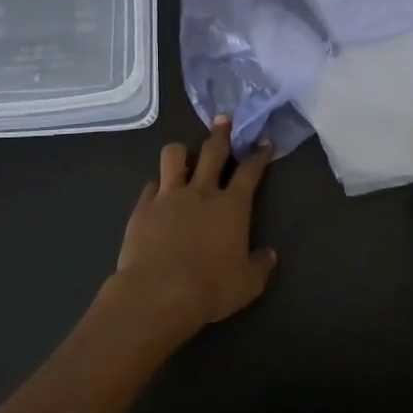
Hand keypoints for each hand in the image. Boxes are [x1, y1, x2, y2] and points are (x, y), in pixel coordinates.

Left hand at [103, 115, 275, 342]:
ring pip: (174, 156)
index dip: (259, 155)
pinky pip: (150, 186)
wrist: (158, 294)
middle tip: (223, 118)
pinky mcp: (143, 208)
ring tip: (184, 154)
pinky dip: (157, 186)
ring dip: (181, 151)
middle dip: (221, 132)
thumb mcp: (248, 284)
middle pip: (213, 151)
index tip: (263, 143)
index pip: (250, 171)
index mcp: (232, 206)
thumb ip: (260, 265)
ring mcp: (169, 196)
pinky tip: (158, 193)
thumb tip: (270, 255)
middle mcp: (202, 192)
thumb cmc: (210, 288)